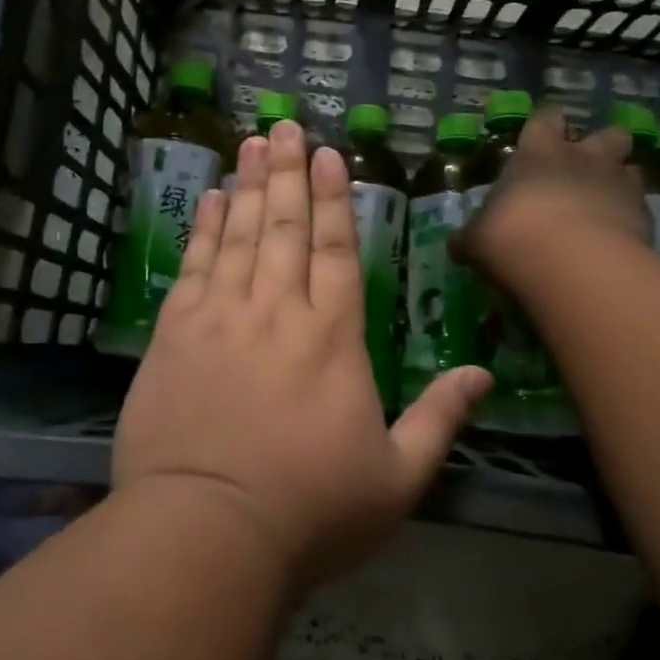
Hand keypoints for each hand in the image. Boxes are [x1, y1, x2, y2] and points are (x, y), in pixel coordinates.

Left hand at [113, 120, 491, 590]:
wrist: (207, 534)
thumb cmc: (310, 511)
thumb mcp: (397, 479)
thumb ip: (441, 419)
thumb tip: (484, 374)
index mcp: (333, 337)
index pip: (337, 249)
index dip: (334, 198)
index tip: (329, 154)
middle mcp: (278, 311)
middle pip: (285, 226)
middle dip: (287, 172)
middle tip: (285, 125)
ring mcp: (222, 317)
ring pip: (238, 234)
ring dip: (247, 185)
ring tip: (251, 143)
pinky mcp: (175, 334)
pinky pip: (194, 266)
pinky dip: (203, 228)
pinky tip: (209, 199)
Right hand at [451, 108, 650, 289]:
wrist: (572, 264)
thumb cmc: (512, 235)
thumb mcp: (478, 239)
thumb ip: (473, 237)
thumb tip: (457, 244)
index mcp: (538, 153)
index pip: (546, 119)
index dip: (546, 126)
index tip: (542, 138)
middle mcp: (584, 159)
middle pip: (609, 134)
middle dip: (602, 147)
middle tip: (588, 170)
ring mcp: (620, 185)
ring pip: (632, 169)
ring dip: (622, 184)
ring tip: (607, 208)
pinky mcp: (646, 218)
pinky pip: (642, 212)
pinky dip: (632, 224)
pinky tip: (618, 244)